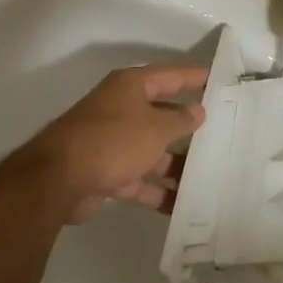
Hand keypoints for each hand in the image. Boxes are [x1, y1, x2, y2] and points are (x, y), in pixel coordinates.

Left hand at [17, 64, 207, 223]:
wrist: (60, 179)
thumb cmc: (114, 140)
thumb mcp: (156, 128)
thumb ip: (180, 120)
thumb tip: (198, 111)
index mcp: (130, 87)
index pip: (170, 76)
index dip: (195, 77)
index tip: (220, 81)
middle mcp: (121, 109)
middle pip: (162, 115)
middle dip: (189, 127)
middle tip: (223, 134)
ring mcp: (112, 142)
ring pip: (152, 151)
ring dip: (176, 165)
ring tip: (210, 177)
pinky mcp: (106, 172)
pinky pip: (139, 180)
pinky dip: (157, 191)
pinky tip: (183, 206)